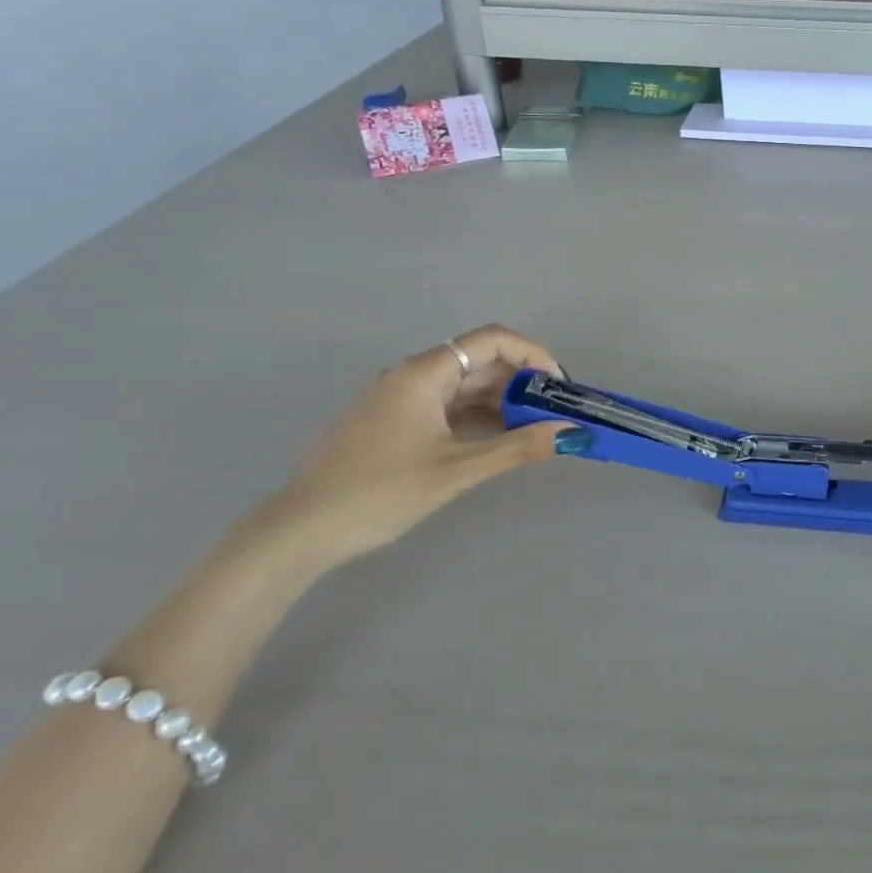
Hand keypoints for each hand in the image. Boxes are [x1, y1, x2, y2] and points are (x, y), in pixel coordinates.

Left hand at [252, 325, 578, 569]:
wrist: (300, 532)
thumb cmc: (379, 492)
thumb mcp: (456, 470)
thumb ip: (517, 448)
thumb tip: (572, 434)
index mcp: (425, 372)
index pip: (492, 340)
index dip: (533, 354)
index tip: (560, 386)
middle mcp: (413, 375)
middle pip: (480, 361)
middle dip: (522, 382)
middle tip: (556, 412)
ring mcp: (401, 399)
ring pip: (464, 386)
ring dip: (502, 401)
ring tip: (535, 429)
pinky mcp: (394, 422)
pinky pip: (447, 407)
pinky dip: (477, 417)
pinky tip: (498, 440)